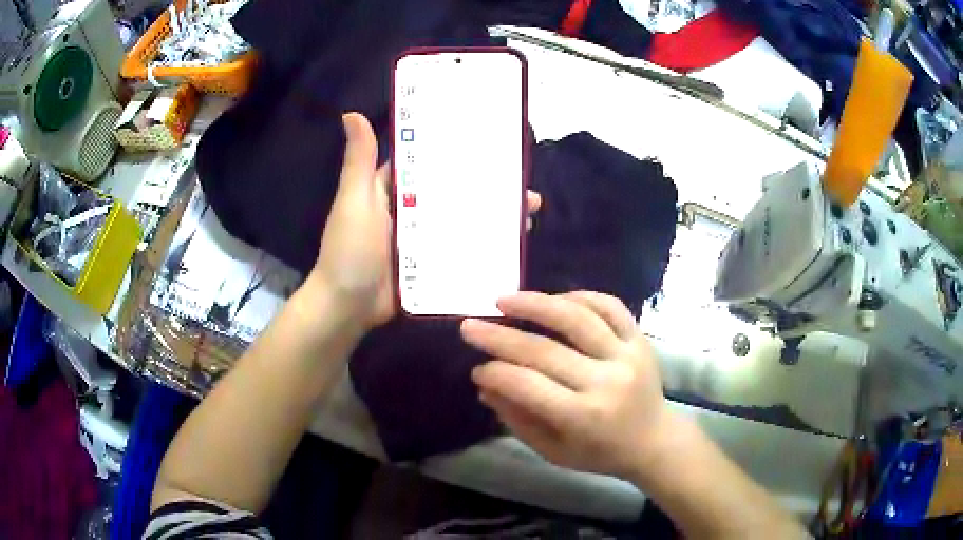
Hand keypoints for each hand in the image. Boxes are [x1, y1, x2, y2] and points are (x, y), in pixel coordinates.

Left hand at [309, 112, 542, 330]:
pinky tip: (513, 245)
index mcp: (394, 190)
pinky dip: (484, 245)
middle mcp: (412, 211)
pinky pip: (461, 249)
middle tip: (523, 183)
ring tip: (529, 212)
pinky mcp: (431, 264)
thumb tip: (352, 113)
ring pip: (463, 220)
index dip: (457, 151)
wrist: (347, 306)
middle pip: (454, 192)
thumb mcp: (354, 200)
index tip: (491, 141)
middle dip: (487, 186)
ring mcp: (423, 239)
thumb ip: (359, 161)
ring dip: (493, 215)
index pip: (429, 162)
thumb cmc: (349, 249)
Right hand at [461, 291, 678, 478]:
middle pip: (545, 350)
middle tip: (469, 326)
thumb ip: (518, 420)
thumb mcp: (554, 451)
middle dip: (500, 337)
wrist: (653, 440)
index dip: (496, 374)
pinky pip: (610, 306)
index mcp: (584, 417)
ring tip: (504, 300)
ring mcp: (627, 355)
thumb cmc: (600, 453)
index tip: (476, 369)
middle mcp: (606, 381)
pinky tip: (554, 299)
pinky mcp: (641, 338)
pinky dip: (580, 296)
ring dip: (536, 304)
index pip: (528, 386)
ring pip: (577, 318)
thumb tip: (485, 385)